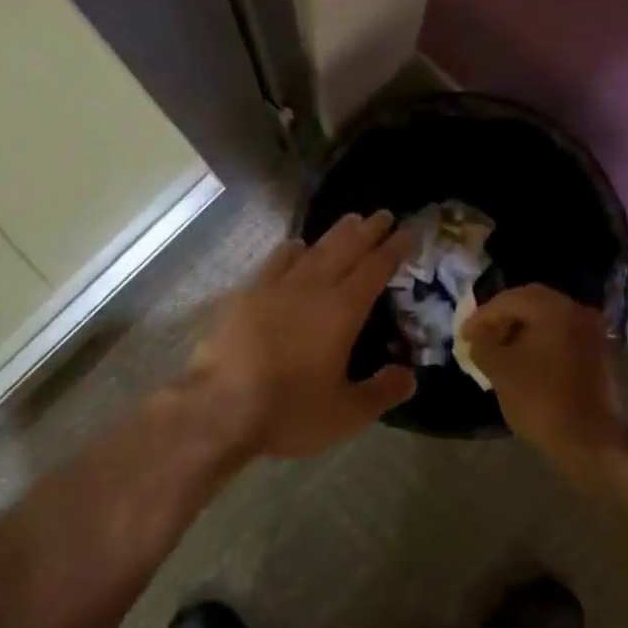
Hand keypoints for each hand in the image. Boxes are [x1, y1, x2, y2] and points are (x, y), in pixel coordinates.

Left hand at [183, 211, 417, 459]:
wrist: (218, 407)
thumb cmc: (287, 410)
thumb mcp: (346, 413)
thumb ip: (382, 392)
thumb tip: (410, 375)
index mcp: (341, 312)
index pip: (374, 270)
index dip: (393, 250)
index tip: (407, 232)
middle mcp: (311, 289)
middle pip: (345, 250)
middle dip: (367, 231)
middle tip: (382, 214)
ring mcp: (275, 288)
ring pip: (312, 251)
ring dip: (334, 234)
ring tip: (349, 221)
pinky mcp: (245, 296)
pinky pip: (274, 262)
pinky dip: (290, 250)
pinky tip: (295, 246)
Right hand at [464, 284, 627, 489]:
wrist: (591, 442)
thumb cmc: (541, 401)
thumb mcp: (500, 371)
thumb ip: (483, 345)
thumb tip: (478, 337)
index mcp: (554, 309)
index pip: (509, 300)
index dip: (482, 315)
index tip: (463, 335)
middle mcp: (577, 311)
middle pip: (531, 302)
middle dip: (502, 317)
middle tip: (480, 335)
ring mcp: (591, 331)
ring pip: (547, 317)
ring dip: (520, 328)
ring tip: (498, 348)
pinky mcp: (597, 352)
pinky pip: (561, 334)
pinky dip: (539, 339)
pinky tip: (523, 358)